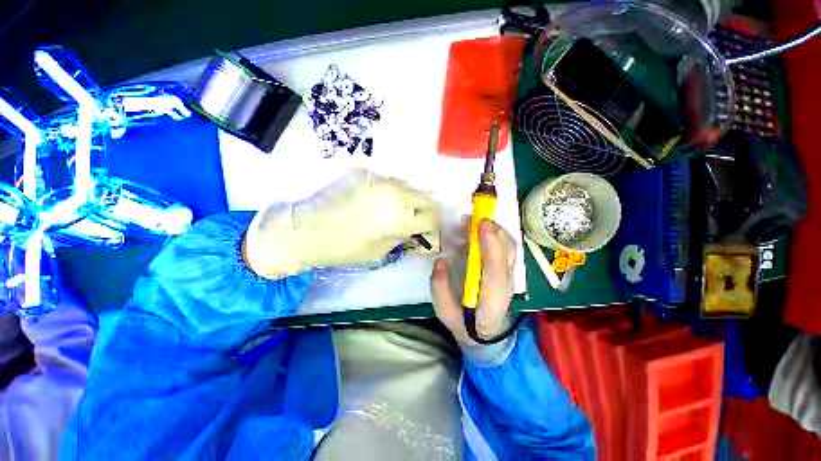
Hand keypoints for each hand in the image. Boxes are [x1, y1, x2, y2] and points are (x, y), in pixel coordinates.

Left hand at [243, 168, 438, 278]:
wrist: (306, 229)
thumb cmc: (344, 247)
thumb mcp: (380, 250)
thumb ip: (403, 237)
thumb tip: (416, 233)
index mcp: (400, 217)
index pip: (431, 219)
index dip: (433, 229)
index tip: (427, 235)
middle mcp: (395, 193)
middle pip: (426, 198)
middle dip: (426, 212)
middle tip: (417, 222)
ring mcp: (380, 179)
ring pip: (408, 187)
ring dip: (410, 200)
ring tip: (399, 211)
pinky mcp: (365, 172)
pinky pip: (388, 182)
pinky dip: (391, 193)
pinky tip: (381, 201)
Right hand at [431, 219, 515, 345]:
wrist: (486, 333)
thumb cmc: (464, 323)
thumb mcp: (445, 312)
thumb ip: (440, 289)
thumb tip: (441, 260)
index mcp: (492, 299)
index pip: (496, 270)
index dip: (490, 245)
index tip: (480, 224)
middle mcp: (506, 284)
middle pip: (509, 252)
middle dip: (492, 230)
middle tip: (469, 218)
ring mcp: (509, 276)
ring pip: (509, 246)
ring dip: (491, 229)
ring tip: (467, 222)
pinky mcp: (506, 270)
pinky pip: (504, 247)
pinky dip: (491, 234)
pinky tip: (472, 233)